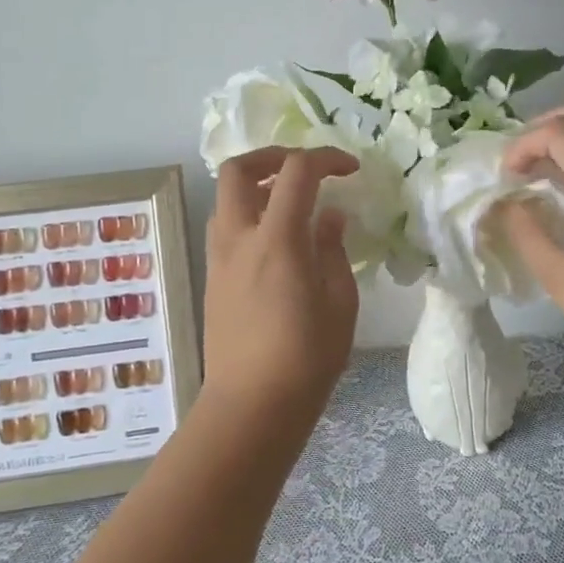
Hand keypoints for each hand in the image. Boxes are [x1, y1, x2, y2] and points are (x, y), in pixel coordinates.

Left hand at [203, 146, 360, 422]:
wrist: (251, 406)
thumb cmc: (306, 358)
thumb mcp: (339, 303)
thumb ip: (333, 250)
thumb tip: (329, 216)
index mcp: (278, 240)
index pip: (296, 172)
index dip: (326, 158)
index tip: (351, 169)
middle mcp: (240, 238)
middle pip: (238, 169)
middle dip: (272, 155)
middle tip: (304, 169)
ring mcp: (219, 258)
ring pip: (226, 198)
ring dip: (257, 185)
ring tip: (292, 203)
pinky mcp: (212, 278)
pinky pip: (226, 226)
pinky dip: (249, 214)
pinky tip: (278, 240)